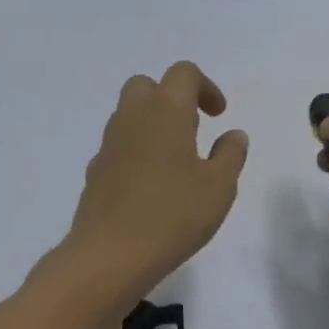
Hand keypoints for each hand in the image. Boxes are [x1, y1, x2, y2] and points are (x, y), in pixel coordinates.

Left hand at [62, 62, 249, 294]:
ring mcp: (108, 146)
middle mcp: (132, 119)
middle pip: (146, 86)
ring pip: (128, 117)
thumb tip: (233, 135)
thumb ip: (230, 155)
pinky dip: (136, 153)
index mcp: (166, 111)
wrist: (111, 254)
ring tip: (176, 163)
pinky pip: (118, 148)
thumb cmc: (174, 214)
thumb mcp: (219, 187)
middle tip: (192, 130)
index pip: (183, 73)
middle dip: (171, 99)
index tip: (218, 115)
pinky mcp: (95, 173)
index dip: (205, 87)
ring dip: (152, 126)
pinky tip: (151, 188)